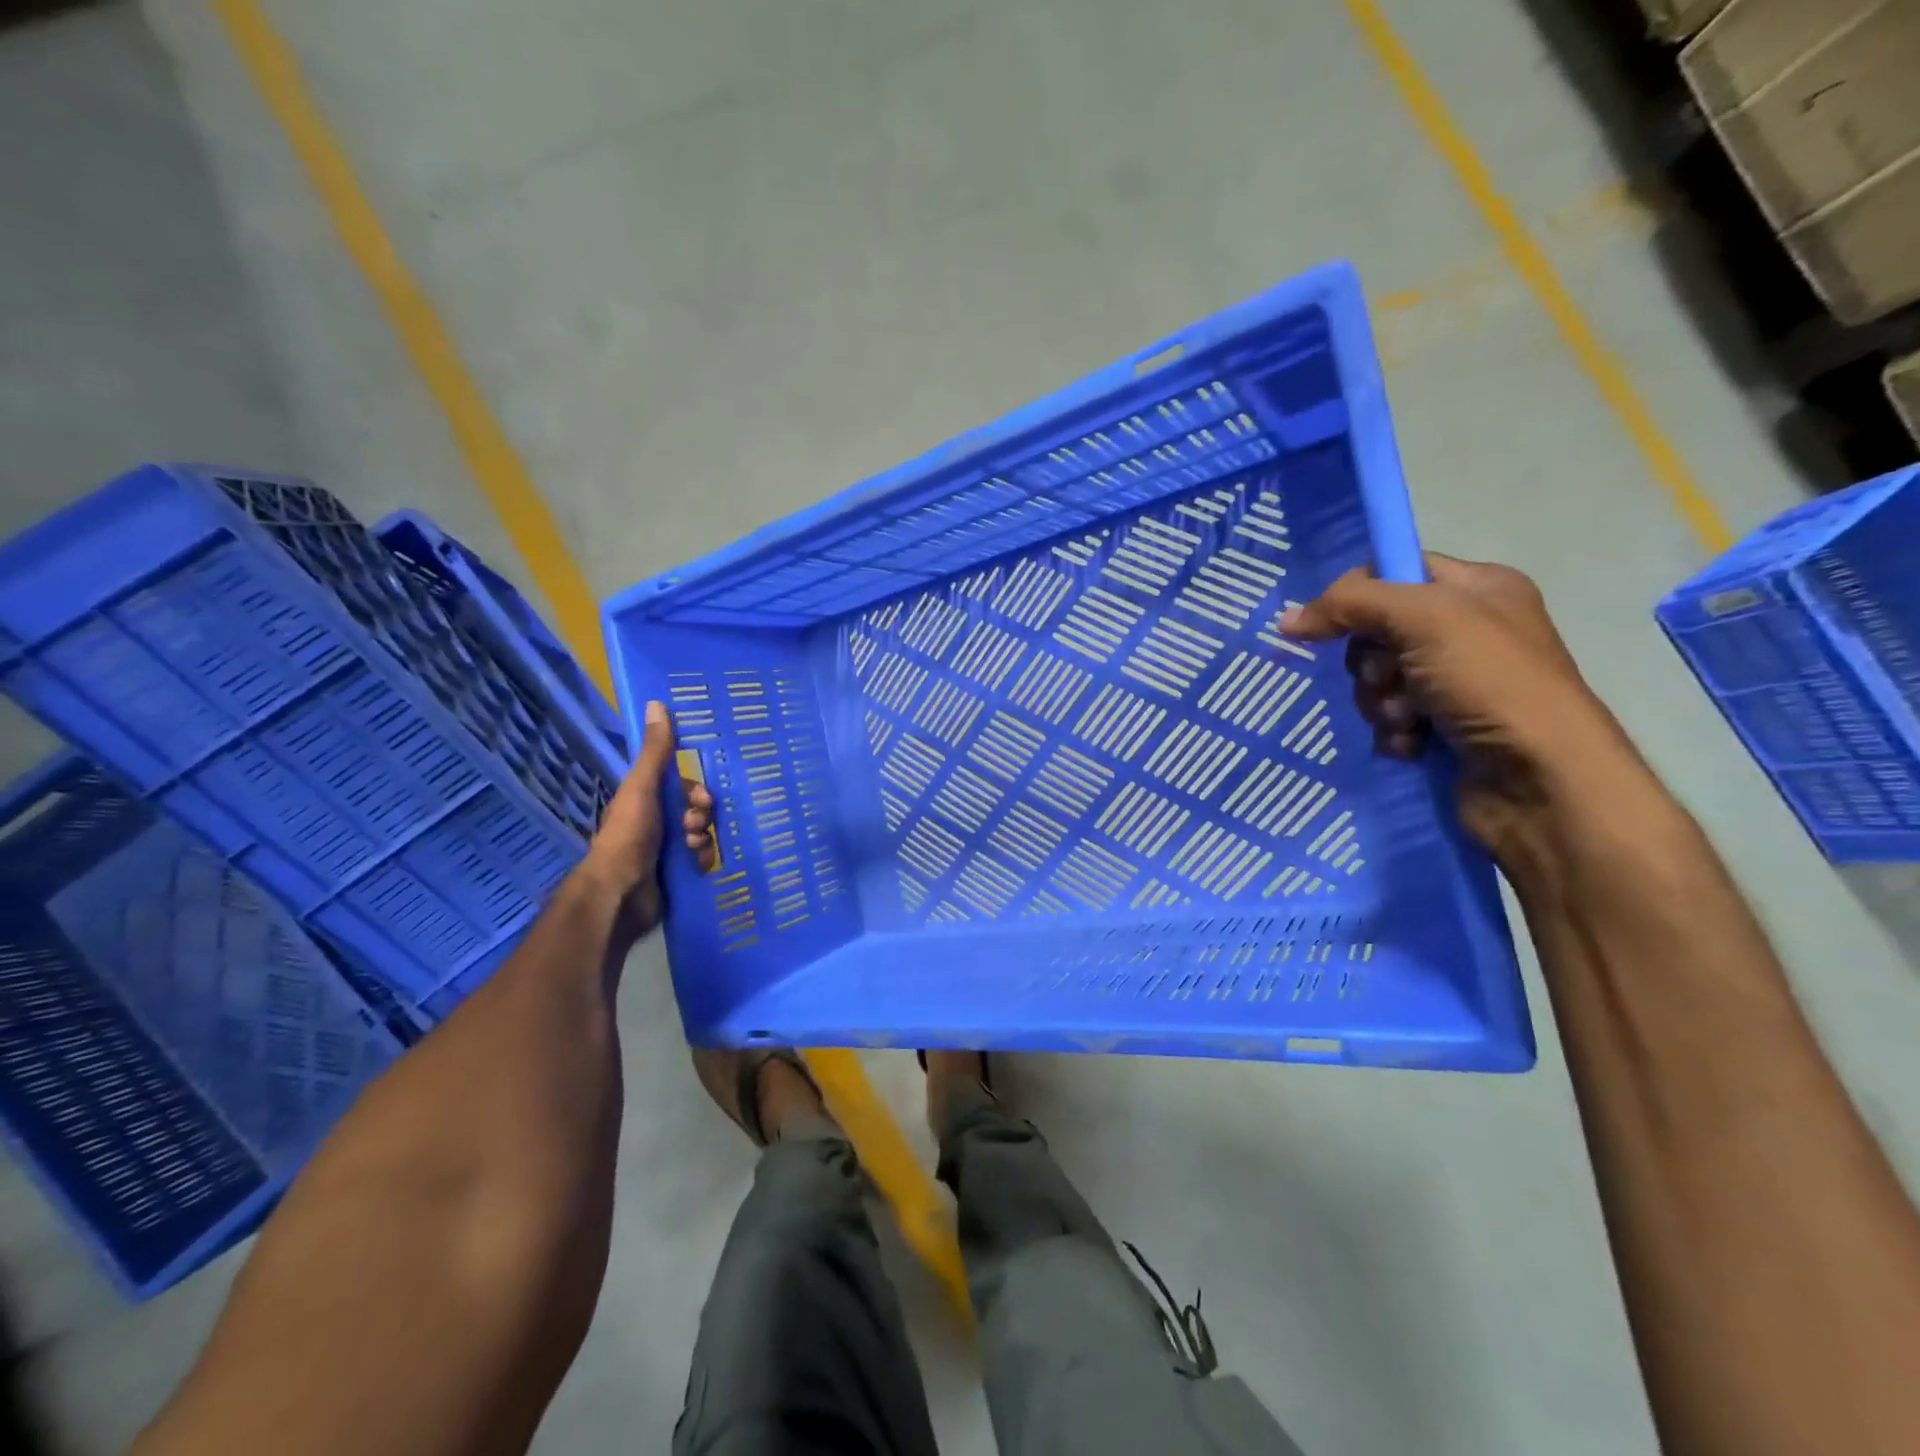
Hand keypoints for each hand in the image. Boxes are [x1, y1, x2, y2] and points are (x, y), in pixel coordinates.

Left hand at [581, 701, 681, 933]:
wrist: (620, 893)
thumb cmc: (629, 835)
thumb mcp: (642, 787)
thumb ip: (656, 751)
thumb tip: (657, 703)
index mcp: (646, 800)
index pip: (683, 787)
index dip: (696, 790)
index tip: (701, 798)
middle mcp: (657, 823)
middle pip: (697, 810)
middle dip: (702, 815)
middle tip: (694, 826)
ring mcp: (667, 850)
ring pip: (703, 834)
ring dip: (704, 838)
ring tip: (692, 848)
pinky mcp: (677, 875)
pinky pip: (704, 860)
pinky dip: (704, 859)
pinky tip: (697, 864)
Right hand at [1281, 554, 1636, 857]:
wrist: (1539, 781)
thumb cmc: (1491, 683)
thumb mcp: (1425, 620)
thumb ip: (1353, 605)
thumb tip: (1287, 619)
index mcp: (1476, 588)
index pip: (1394, 570)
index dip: (1357, 594)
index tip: (1333, 623)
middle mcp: (1465, 630)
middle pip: (1375, 631)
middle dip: (1371, 662)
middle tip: (1393, 677)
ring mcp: (1453, 682)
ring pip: (1375, 680)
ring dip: (1380, 702)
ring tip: (1410, 720)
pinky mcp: (1440, 727)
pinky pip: (1387, 718)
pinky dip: (1393, 732)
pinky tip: (1414, 744)